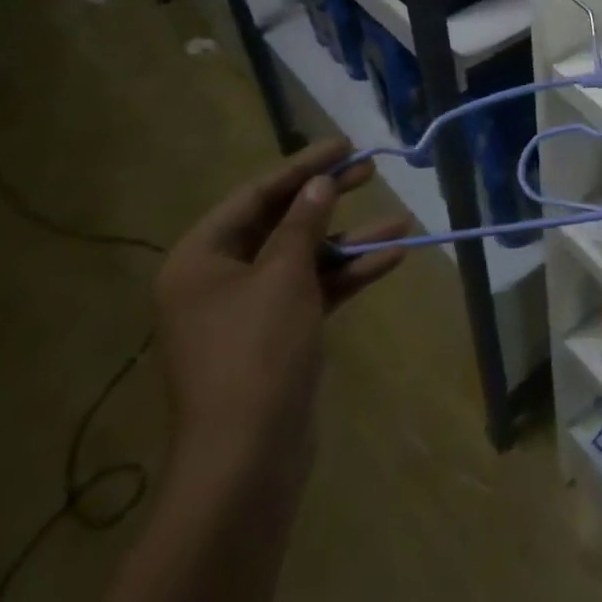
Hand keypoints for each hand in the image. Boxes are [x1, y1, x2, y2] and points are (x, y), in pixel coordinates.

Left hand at [154, 137, 408, 492]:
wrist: (248, 456)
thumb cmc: (256, 352)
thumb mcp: (284, 276)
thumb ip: (303, 223)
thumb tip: (320, 183)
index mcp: (200, 259)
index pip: (255, 196)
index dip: (302, 167)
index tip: (344, 145)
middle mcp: (218, 279)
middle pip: (281, 223)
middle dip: (329, 199)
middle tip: (370, 169)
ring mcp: (248, 310)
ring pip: (304, 258)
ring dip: (350, 241)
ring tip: (401, 221)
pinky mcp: (276, 335)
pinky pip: (314, 289)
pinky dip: (348, 274)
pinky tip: (392, 259)